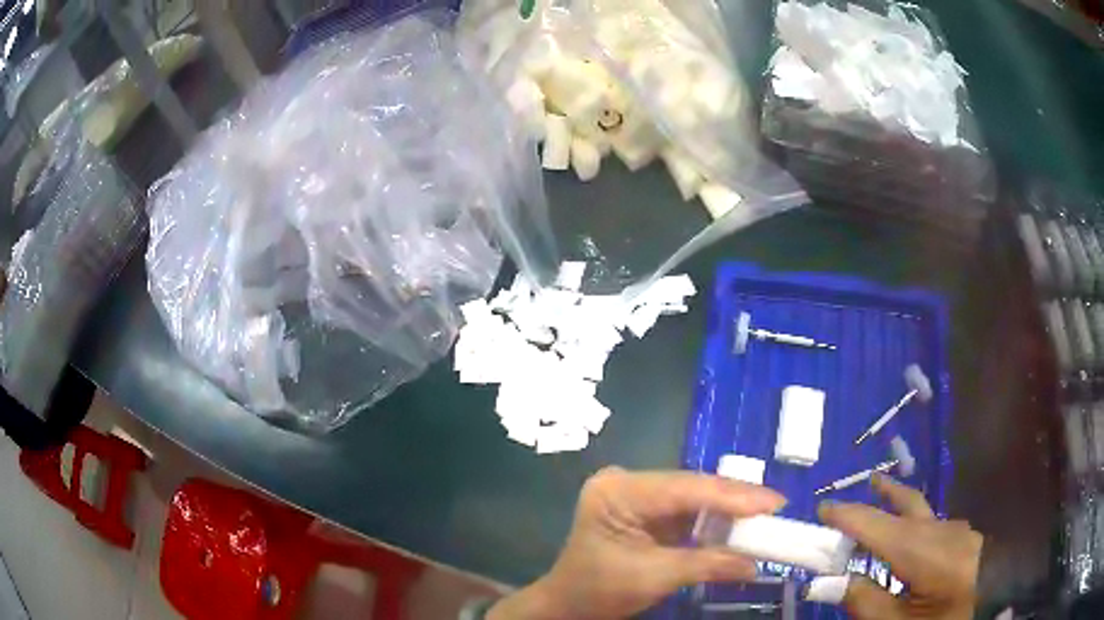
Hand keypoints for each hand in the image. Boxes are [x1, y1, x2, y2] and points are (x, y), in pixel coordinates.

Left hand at [488, 467, 785, 619]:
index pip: (685, 488)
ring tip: (765, 516)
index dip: (734, 495)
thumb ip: (708, 564)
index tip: (774, 502)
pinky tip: (738, 524)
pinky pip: (686, 510)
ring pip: (693, 497)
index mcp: (619, 492)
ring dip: (727, 510)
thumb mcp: (655, 578)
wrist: (568, 604)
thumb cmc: (600, 591)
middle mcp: (627, 483)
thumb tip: (755, 564)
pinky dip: (712, 520)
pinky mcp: (644, 509)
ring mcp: (635, 494)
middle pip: (691, 488)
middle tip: (775, 508)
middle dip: (735, 501)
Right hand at [817, 474, 982, 619]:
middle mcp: (938, 529)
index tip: (821, 510)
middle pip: (906, 504)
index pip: (874, 524)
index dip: (846, 515)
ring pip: (922, 512)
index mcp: (920, 549)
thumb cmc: (945, 616)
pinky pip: (935, 524)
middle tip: (863, 484)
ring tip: (886, 498)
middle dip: (880, 495)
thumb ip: (866, 602)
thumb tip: (834, 581)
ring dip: (900, 506)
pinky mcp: (965, 537)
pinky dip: (916, 525)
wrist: (997, 598)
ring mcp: (956, 530)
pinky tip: (917, 543)